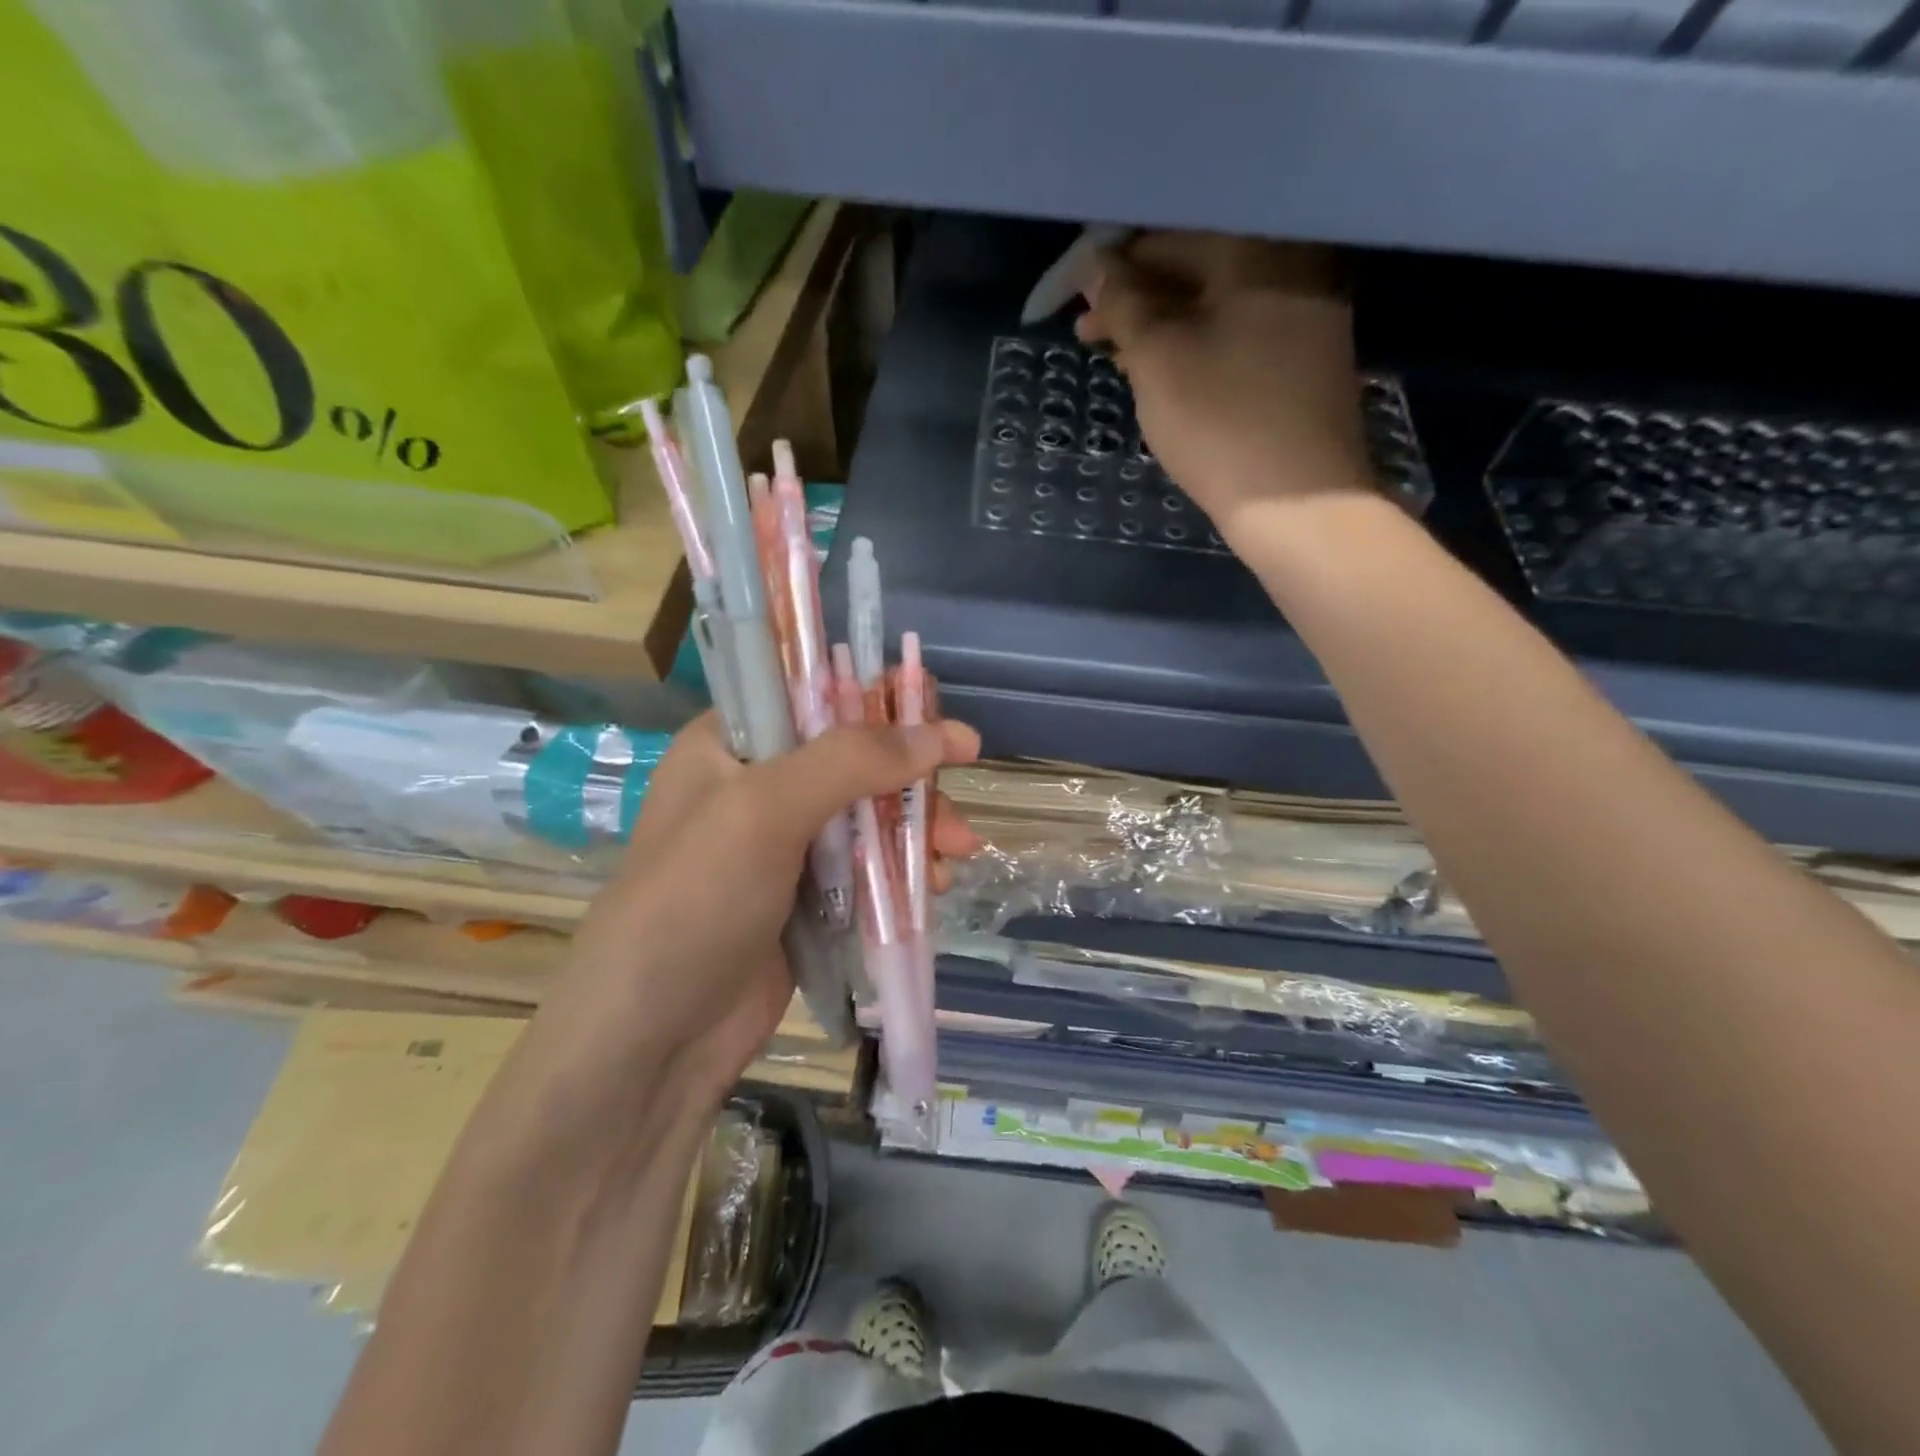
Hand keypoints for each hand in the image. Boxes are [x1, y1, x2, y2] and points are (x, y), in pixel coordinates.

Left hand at [528, 713, 980, 1110]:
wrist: (654, 1040)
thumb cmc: (695, 902)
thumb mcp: (764, 811)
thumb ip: (852, 761)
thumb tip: (946, 733)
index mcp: (733, 743)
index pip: (814, 693)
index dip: (876, 696)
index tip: (934, 711)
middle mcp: (759, 783)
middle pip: (856, 756)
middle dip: (911, 776)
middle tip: (957, 795)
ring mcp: (785, 843)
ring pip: (871, 812)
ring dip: (917, 826)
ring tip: (957, 854)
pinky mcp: (809, 896)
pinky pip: (870, 865)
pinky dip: (904, 869)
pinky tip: (933, 887)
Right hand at [1076, 233, 1372, 546]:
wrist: (1298, 503)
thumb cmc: (1219, 421)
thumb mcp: (1157, 358)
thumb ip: (1123, 303)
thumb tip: (1096, 266)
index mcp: (1256, 250)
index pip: (1169, 237)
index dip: (1113, 264)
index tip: (1075, 295)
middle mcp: (1291, 264)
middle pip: (1195, 266)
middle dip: (1135, 298)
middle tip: (1087, 333)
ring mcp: (1304, 313)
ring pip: (1214, 304)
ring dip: (1160, 325)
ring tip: (1114, 355)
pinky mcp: (1303, 358)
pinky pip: (1236, 332)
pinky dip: (1193, 344)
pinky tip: (1161, 370)